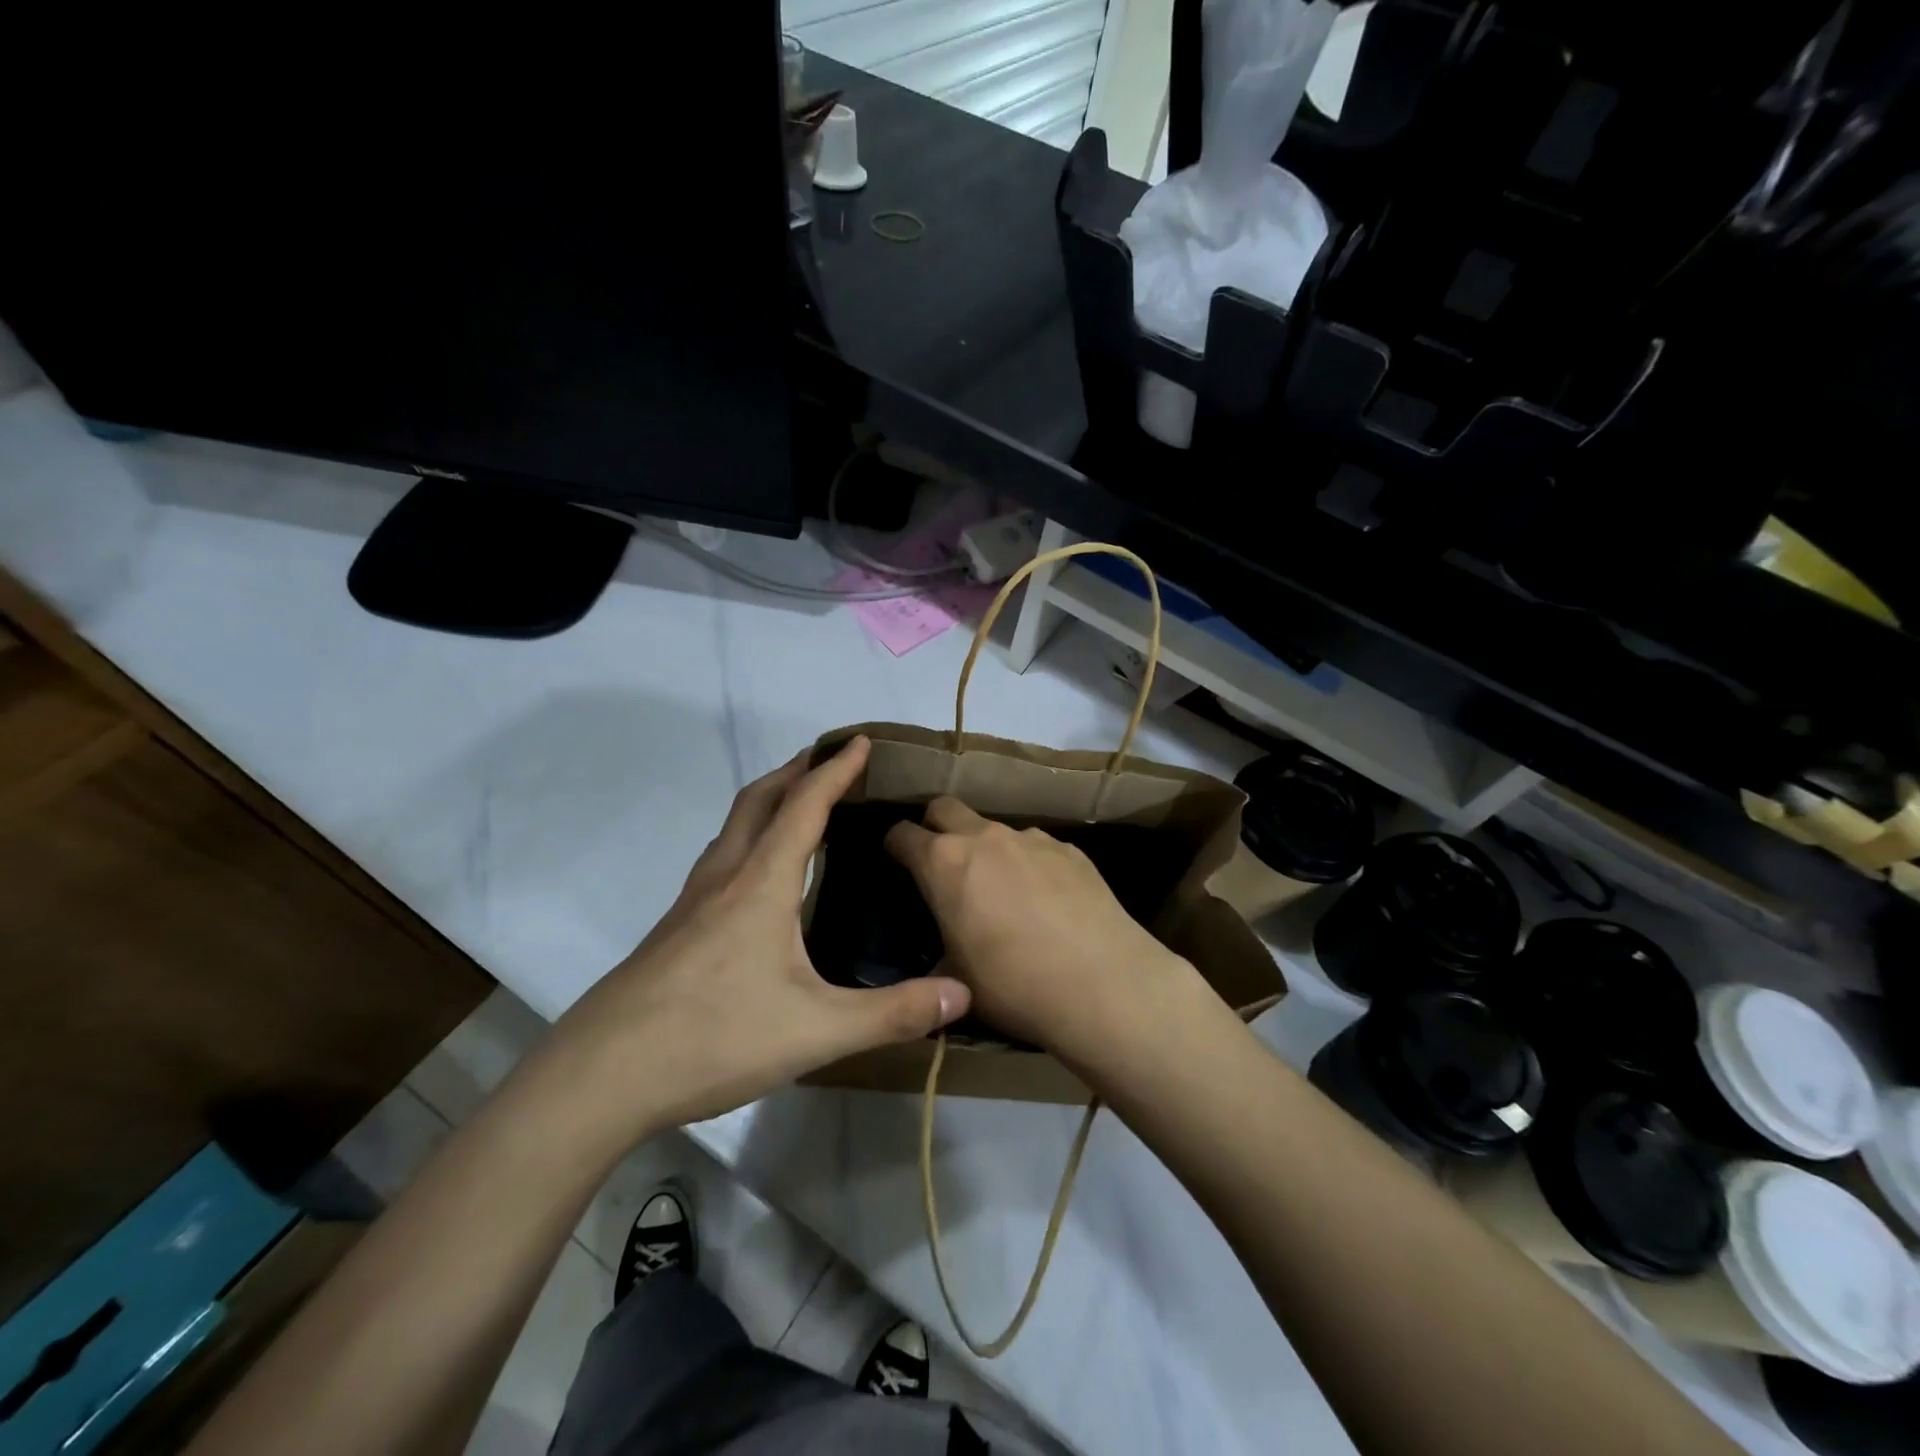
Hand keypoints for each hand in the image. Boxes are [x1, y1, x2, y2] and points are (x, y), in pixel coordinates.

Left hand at [541, 737, 970, 1142]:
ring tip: (799, 806)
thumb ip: (892, 1013)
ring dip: (768, 801)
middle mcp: (724, 878)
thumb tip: (962, 994)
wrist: (601, 1076)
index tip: (860, 741)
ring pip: (733, 827)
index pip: (804, 807)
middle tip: (830, 761)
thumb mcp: (817, 1030)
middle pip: (759, 800)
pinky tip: (758, 878)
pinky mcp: (675, 929)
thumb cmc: (714, 1038)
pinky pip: (720, 859)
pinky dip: (749, 839)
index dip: (835, 771)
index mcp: (760, 884)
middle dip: (796, 770)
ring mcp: (691, 903)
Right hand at [884, 797, 1195, 1060]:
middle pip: (945, 807)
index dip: (895, 845)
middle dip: (935, 825)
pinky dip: (1028, 863)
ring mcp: (1031, 838)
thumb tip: (939, 956)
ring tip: (1001, 889)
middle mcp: (985, 837)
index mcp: (945, 863)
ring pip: (994, 827)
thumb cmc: (1014, 985)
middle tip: (941, 861)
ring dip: (986, 848)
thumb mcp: (957, 978)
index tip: (896, 860)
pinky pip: (1036, 846)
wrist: (1103, 984)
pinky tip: (1045, 899)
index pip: (903, 834)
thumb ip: (938, 953)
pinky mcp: (1070, 849)